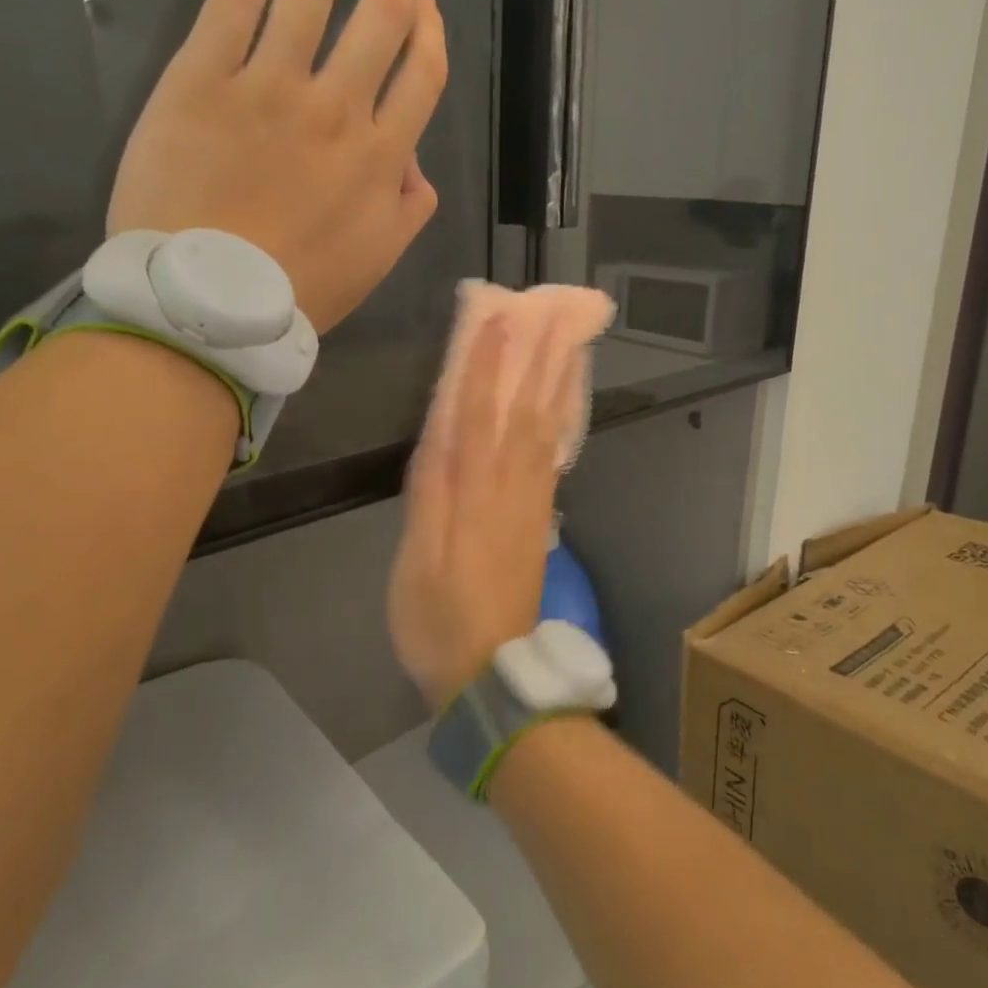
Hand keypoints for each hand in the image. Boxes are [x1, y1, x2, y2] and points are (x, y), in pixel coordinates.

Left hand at [107, 0, 445, 331]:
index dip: (430, 26)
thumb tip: (414, 166)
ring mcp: (270, 86)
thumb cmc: (299, 290)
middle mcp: (338, 108)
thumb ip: (408, 210)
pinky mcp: (204, 77)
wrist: (209, 302)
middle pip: (379, 15)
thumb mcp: (377, 261)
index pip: (422, 72)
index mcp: (382, 156)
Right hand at [388, 322, 574, 710]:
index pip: (480, 415)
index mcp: (474, 494)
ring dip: (559, 385)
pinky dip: (563, 424)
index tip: (498, 321)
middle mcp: (510, 489)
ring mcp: (532, 503)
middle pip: (526, 413)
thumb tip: (438, 434)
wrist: (491, 672)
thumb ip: (429, 495)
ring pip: (548, 432)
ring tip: (570, 344)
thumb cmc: (438, 619)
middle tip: (554, 315)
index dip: (488, 366)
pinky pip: (554, 458)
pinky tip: (565, 405)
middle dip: (537, 360)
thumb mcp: (417, 560)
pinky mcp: (540, 520)